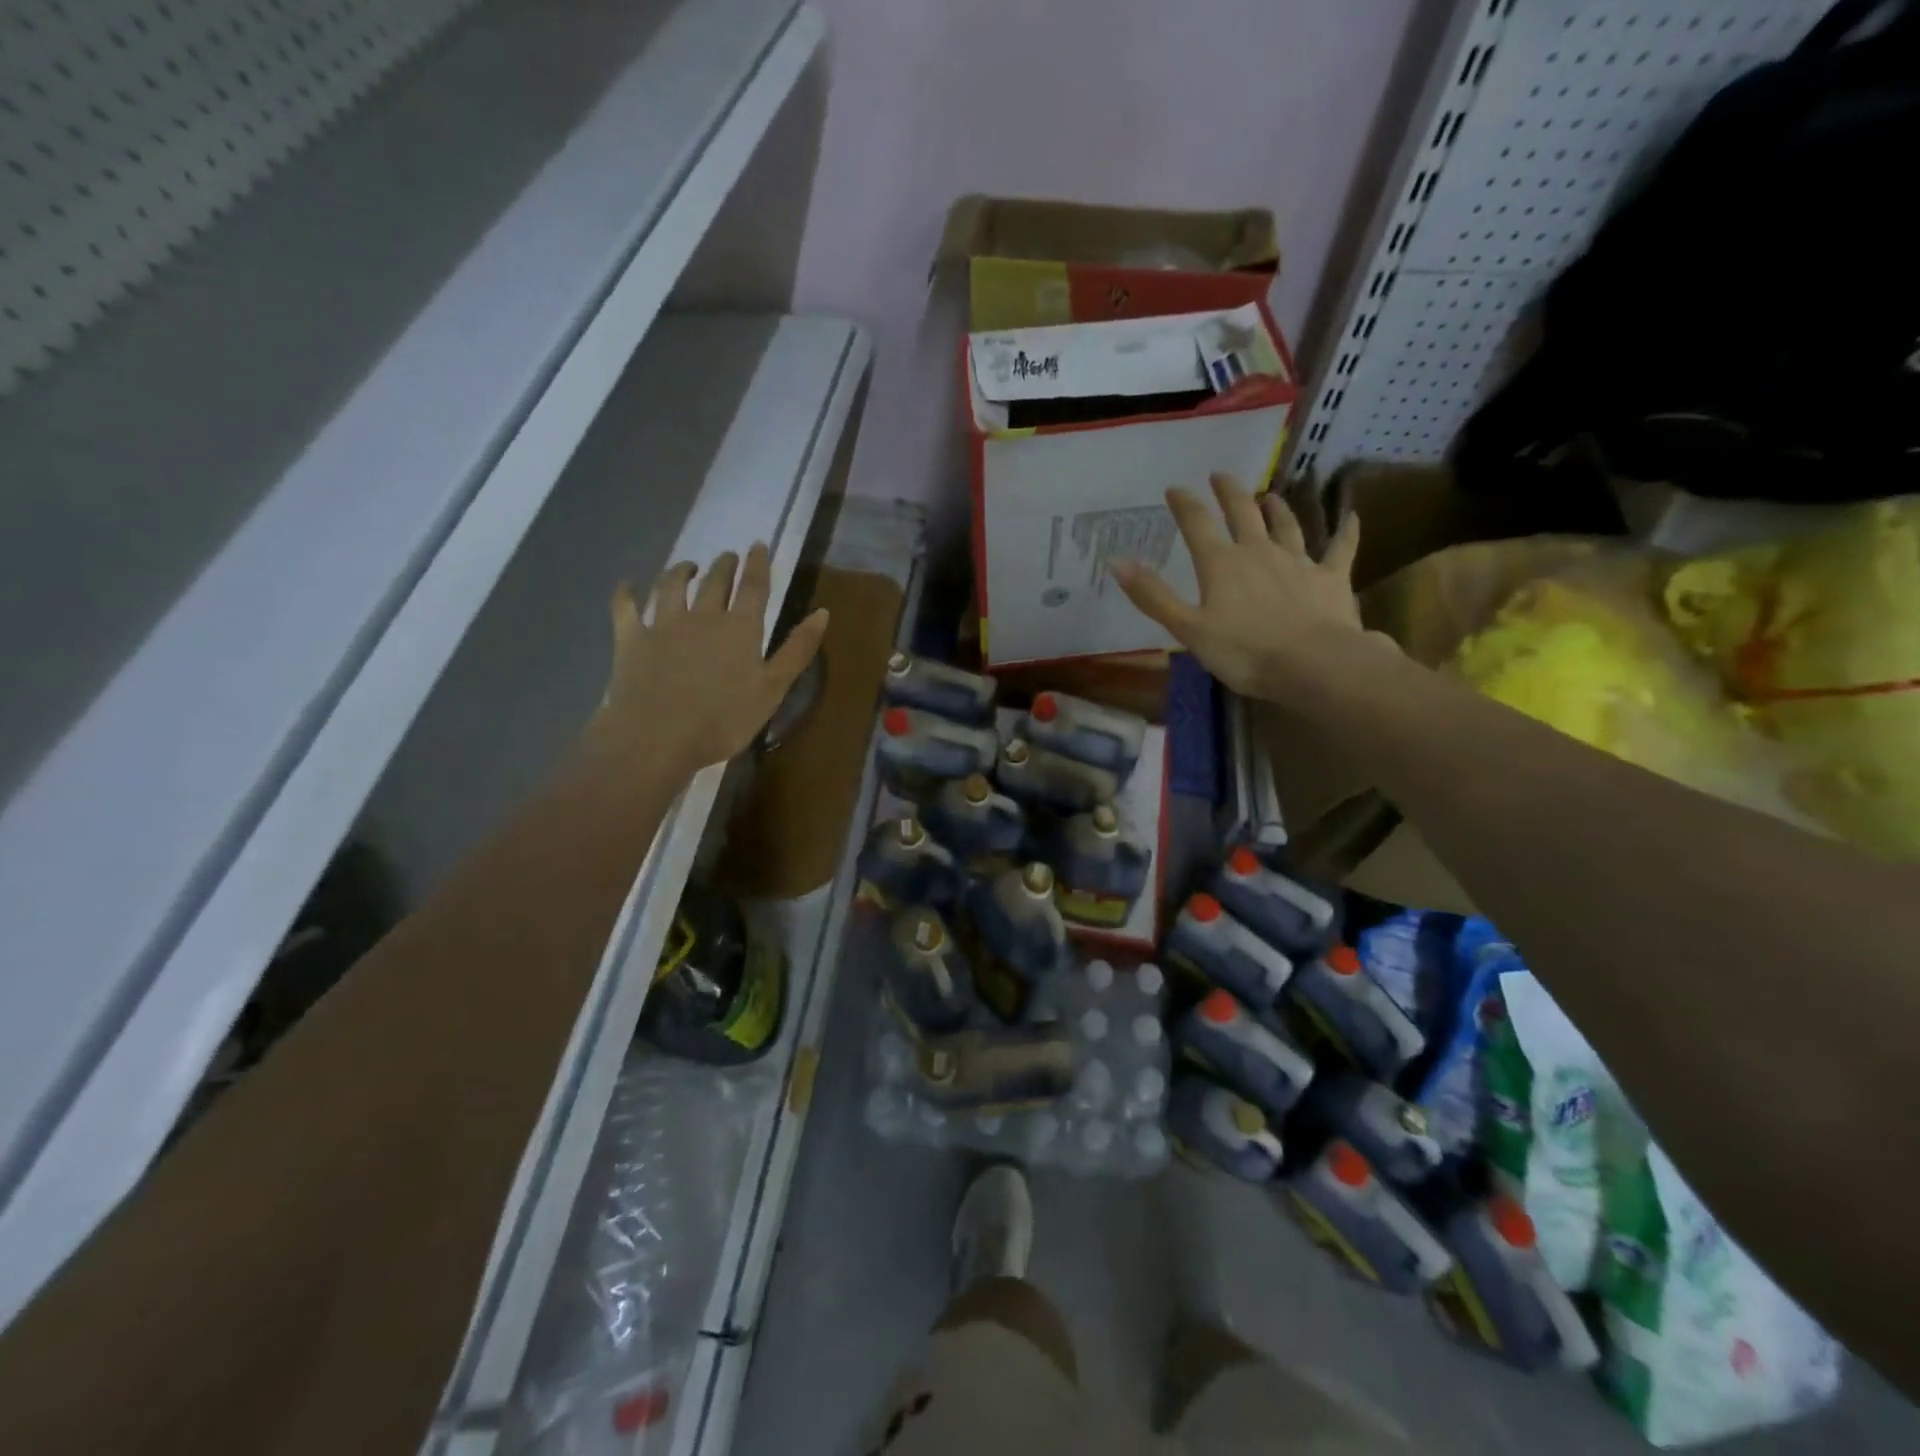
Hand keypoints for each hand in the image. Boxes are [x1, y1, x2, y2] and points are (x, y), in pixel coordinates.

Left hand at [594, 544, 827, 774]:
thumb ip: (797, 650)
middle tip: (728, 557)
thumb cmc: (723, 720)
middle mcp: (702, 616)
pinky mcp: (631, 639)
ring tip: (688, 567)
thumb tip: (823, 612)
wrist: (656, 737)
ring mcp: (663, 624)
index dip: (758, 564)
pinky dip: (626, 593)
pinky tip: (627, 585)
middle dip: (724, 565)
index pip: (754, 587)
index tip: (758, 545)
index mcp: (740, 628)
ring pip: (672, 585)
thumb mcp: (772, 690)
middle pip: (715, 582)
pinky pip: (625, 607)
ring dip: (681, 571)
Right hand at [1110, 473, 1373, 701]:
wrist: (1314, 663)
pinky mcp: (1331, 577)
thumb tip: (1117, 562)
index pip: (1197, 525)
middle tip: (1221, 475)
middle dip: (1229, 493)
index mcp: (1221, 565)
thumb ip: (1154, 596)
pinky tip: (1350, 517)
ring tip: (1269, 495)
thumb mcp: (1188, 629)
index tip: (1174, 488)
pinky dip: (1345, 531)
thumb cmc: (1244, 652)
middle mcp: (1258, 552)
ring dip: (1276, 508)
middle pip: (1242, 514)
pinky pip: (1340, 548)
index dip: (1184, 504)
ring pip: (1286, 526)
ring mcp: (1298, 562)